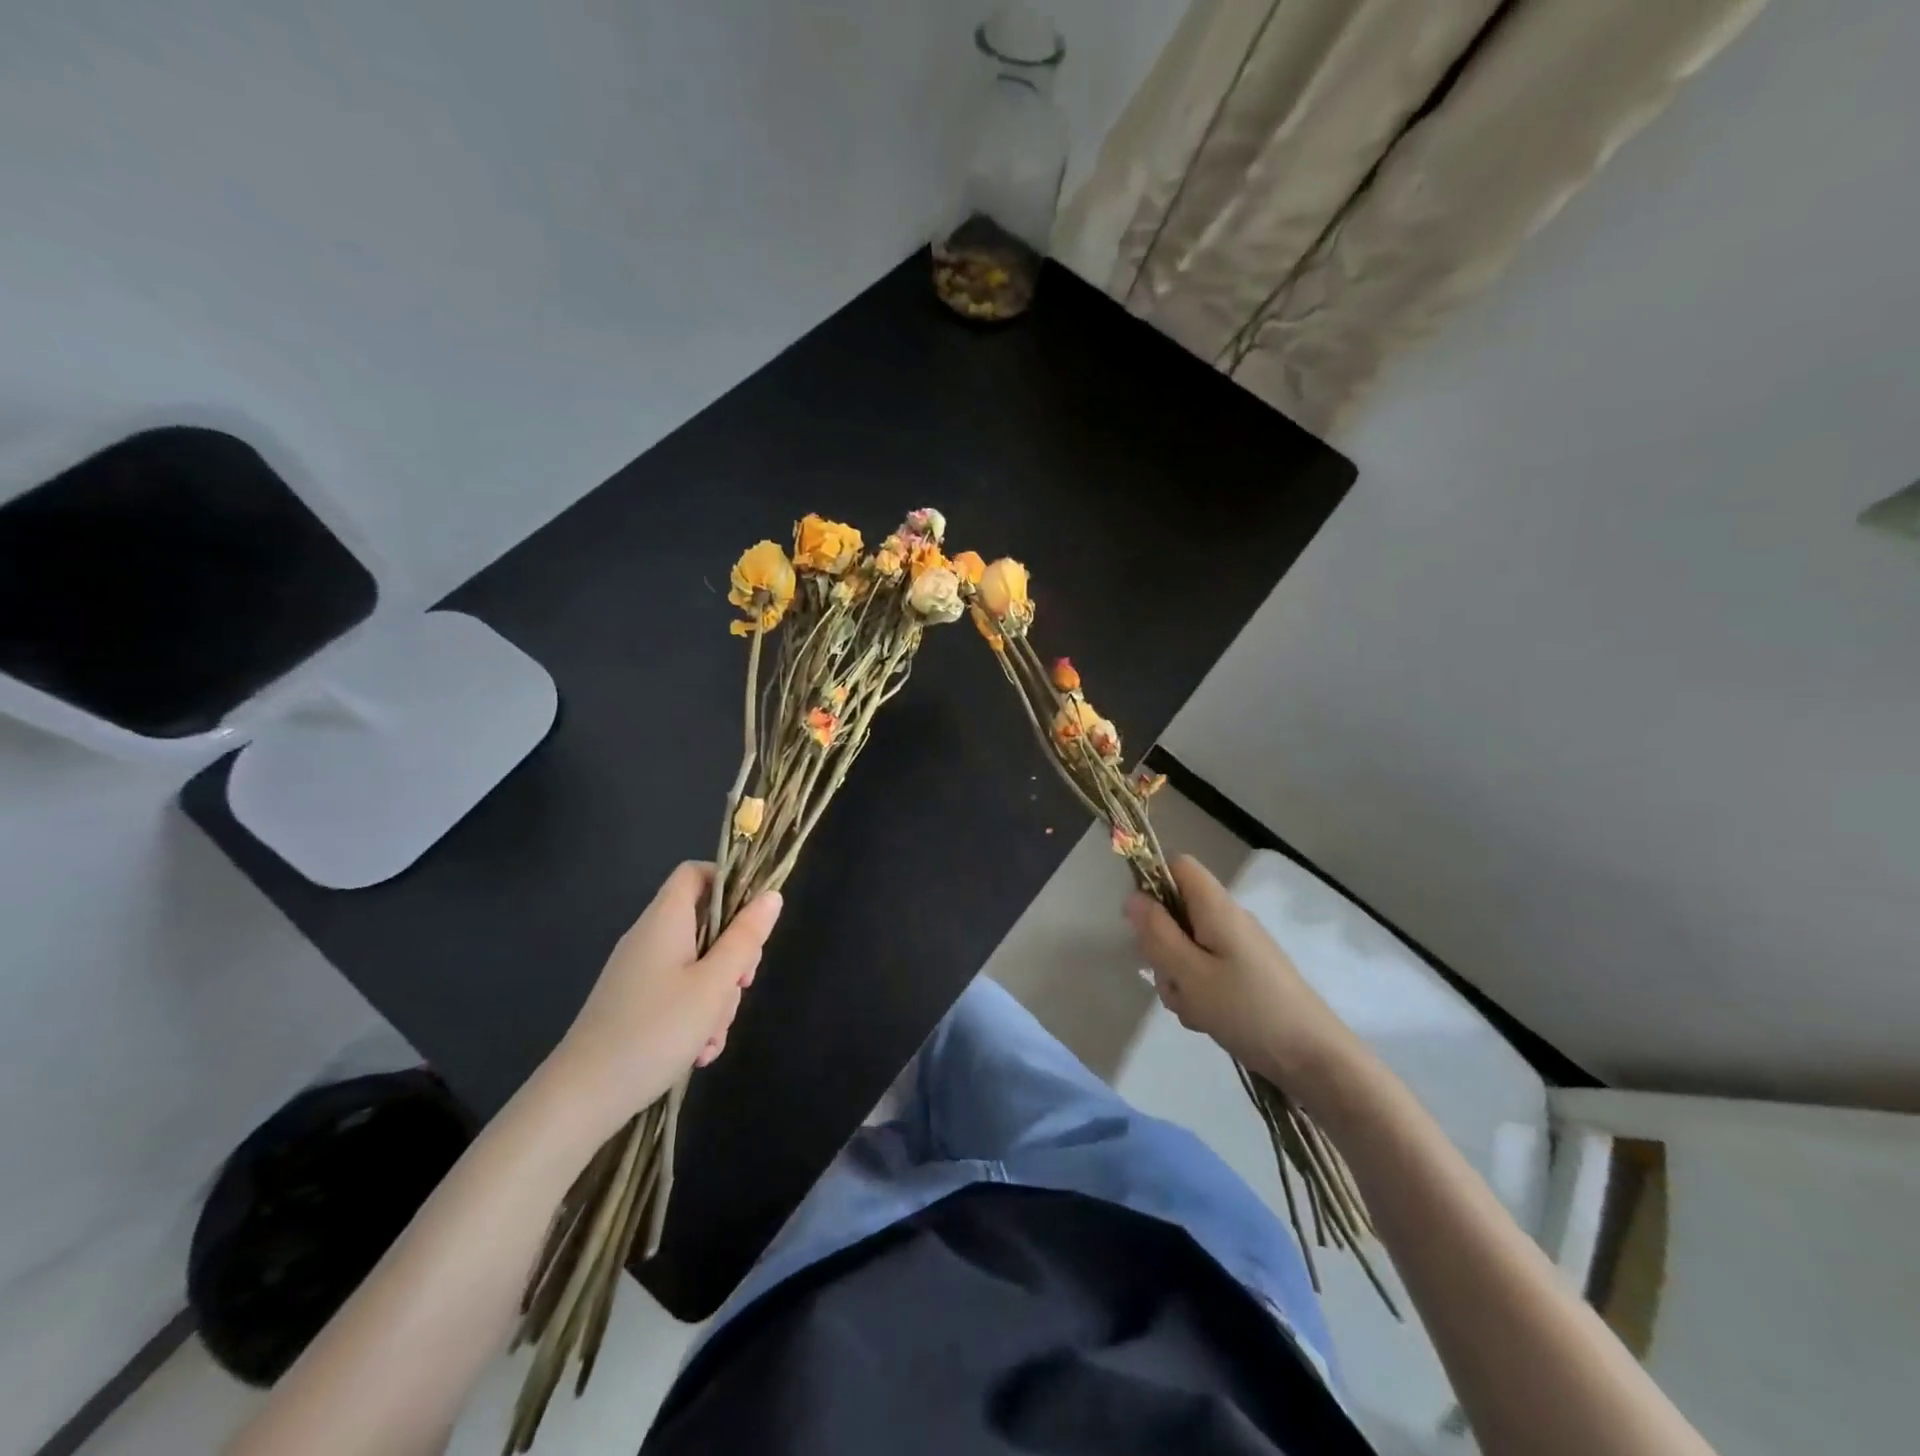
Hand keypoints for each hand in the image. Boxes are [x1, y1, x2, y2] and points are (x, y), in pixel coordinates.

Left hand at [542, 863, 781, 1143]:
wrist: (581, 1098)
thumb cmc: (655, 1030)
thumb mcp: (714, 984)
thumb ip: (746, 938)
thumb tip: (771, 895)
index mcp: (665, 920)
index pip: (696, 873)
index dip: (728, 882)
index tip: (753, 918)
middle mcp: (651, 938)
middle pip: (706, 924)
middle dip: (733, 956)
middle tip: (740, 986)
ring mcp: (640, 973)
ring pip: (698, 965)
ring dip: (717, 997)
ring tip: (712, 1037)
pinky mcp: (635, 1004)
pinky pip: (678, 994)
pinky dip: (695, 1016)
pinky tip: (698, 1052)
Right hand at [1125, 855, 1353, 1090]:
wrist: (1315, 1059)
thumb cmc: (1248, 1011)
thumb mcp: (1190, 973)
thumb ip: (1157, 933)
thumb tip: (1132, 897)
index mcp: (1216, 908)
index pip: (1178, 866)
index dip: (1153, 883)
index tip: (1141, 922)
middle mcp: (1229, 920)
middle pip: (1178, 911)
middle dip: (1161, 944)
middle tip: (1170, 978)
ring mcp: (1239, 949)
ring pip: (1188, 946)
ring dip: (1178, 975)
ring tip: (1192, 1008)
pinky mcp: (1246, 975)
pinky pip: (1206, 971)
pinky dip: (1198, 991)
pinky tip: (1206, 1019)